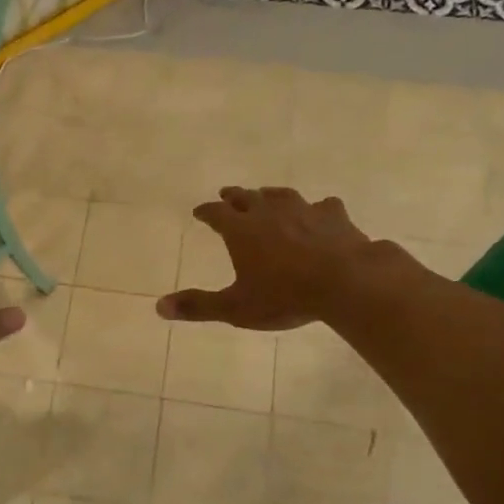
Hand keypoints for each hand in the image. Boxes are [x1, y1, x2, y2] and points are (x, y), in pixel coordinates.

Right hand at [157, 186, 418, 330]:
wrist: (345, 281)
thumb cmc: (284, 296)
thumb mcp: (236, 308)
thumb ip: (198, 306)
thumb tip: (158, 306)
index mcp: (241, 230)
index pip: (216, 213)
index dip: (205, 212)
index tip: (199, 211)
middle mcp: (268, 212)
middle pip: (246, 197)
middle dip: (233, 197)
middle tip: (226, 195)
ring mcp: (303, 210)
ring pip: (280, 195)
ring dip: (269, 195)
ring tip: (266, 196)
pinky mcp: (333, 216)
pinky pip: (322, 206)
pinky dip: (315, 210)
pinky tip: (320, 213)